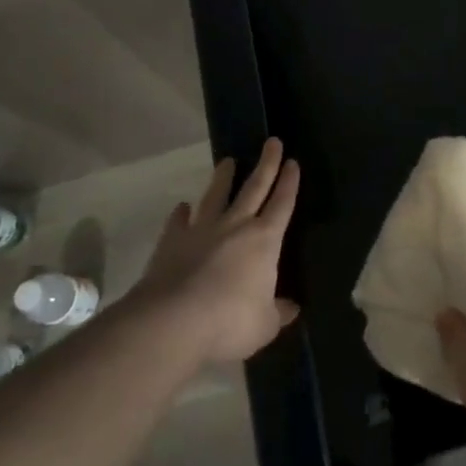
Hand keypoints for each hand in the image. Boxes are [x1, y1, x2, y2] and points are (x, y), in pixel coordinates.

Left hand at [130, 138, 300, 363]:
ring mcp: (201, 230)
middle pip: (254, 187)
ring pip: (216, 195)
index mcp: (265, 240)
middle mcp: (235, 226)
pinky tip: (182, 207)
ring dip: (223, 178)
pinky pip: (178, 221)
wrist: (173, 321)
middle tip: (272, 141)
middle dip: (266, 164)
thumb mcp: (264, 325)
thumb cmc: (230, 322)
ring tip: (227, 161)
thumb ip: (278, 312)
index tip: (293, 162)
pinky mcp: (172, 242)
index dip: (289, 183)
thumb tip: (291, 307)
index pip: (282, 204)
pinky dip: (182, 213)